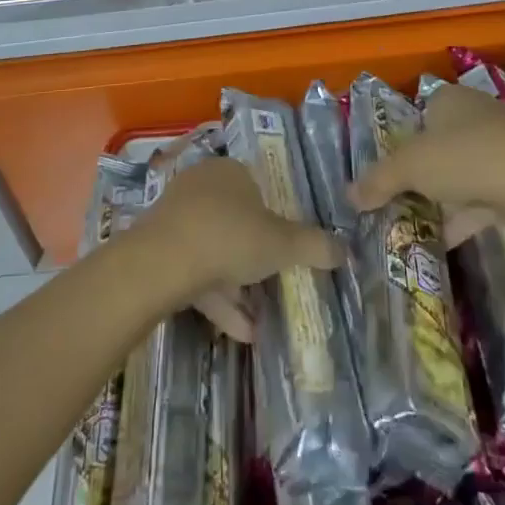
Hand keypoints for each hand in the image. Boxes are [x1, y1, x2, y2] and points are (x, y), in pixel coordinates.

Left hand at [136, 155, 340, 341]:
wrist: (162, 262)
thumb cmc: (230, 237)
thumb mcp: (282, 243)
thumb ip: (314, 246)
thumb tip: (345, 249)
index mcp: (230, 171)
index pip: (258, 187)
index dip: (275, 218)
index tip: (287, 248)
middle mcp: (201, 186)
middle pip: (236, 222)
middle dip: (255, 258)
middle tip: (275, 284)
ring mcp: (177, 217)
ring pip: (215, 251)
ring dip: (238, 287)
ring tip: (261, 322)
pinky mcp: (159, 249)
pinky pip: (196, 272)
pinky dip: (218, 300)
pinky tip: (241, 333)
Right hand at [350, 83, 504, 241]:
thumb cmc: (465, 157)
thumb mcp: (409, 166)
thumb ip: (378, 180)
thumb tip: (348, 195)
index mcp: (449, 99)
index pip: (420, 113)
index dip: (403, 139)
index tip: (388, 169)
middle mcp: (476, 116)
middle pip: (439, 145)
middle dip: (421, 173)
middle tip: (397, 198)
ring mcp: (502, 149)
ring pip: (462, 174)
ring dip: (441, 198)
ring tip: (413, 224)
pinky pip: (482, 199)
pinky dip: (462, 217)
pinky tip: (442, 241)